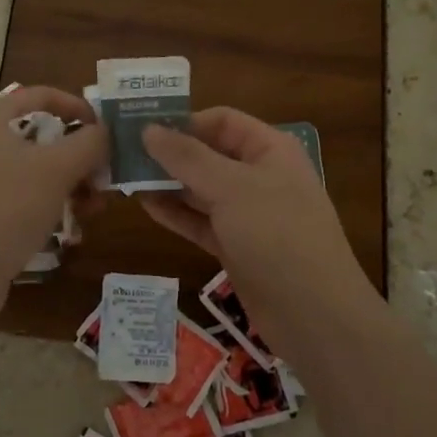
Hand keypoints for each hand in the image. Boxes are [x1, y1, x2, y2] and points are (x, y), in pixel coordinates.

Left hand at [0, 86, 106, 321]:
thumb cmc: (6, 208)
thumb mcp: (58, 169)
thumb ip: (89, 143)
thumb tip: (105, 132)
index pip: (40, 95)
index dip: (78, 106)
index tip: (105, 132)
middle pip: (39, 136)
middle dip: (78, 157)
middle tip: (103, 181)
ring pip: (32, 170)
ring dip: (68, 184)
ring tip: (91, 210)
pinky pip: (18, 198)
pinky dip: (45, 205)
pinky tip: (68, 230)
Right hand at [140, 108, 371, 355]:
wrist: (314, 315)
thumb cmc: (277, 236)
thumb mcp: (231, 188)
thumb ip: (187, 157)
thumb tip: (148, 129)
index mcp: (270, 150)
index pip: (222, 121)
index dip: (184, 120)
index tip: (141, 127)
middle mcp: (259, 176)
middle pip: (208, 154)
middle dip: (169, 152)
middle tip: (123, 153)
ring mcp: (248, 214)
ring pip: (201, 189)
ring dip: (167, 183)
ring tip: (125, 177)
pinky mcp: (236, 246)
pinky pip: (200, 221)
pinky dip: (176, 213)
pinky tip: (145, 206)